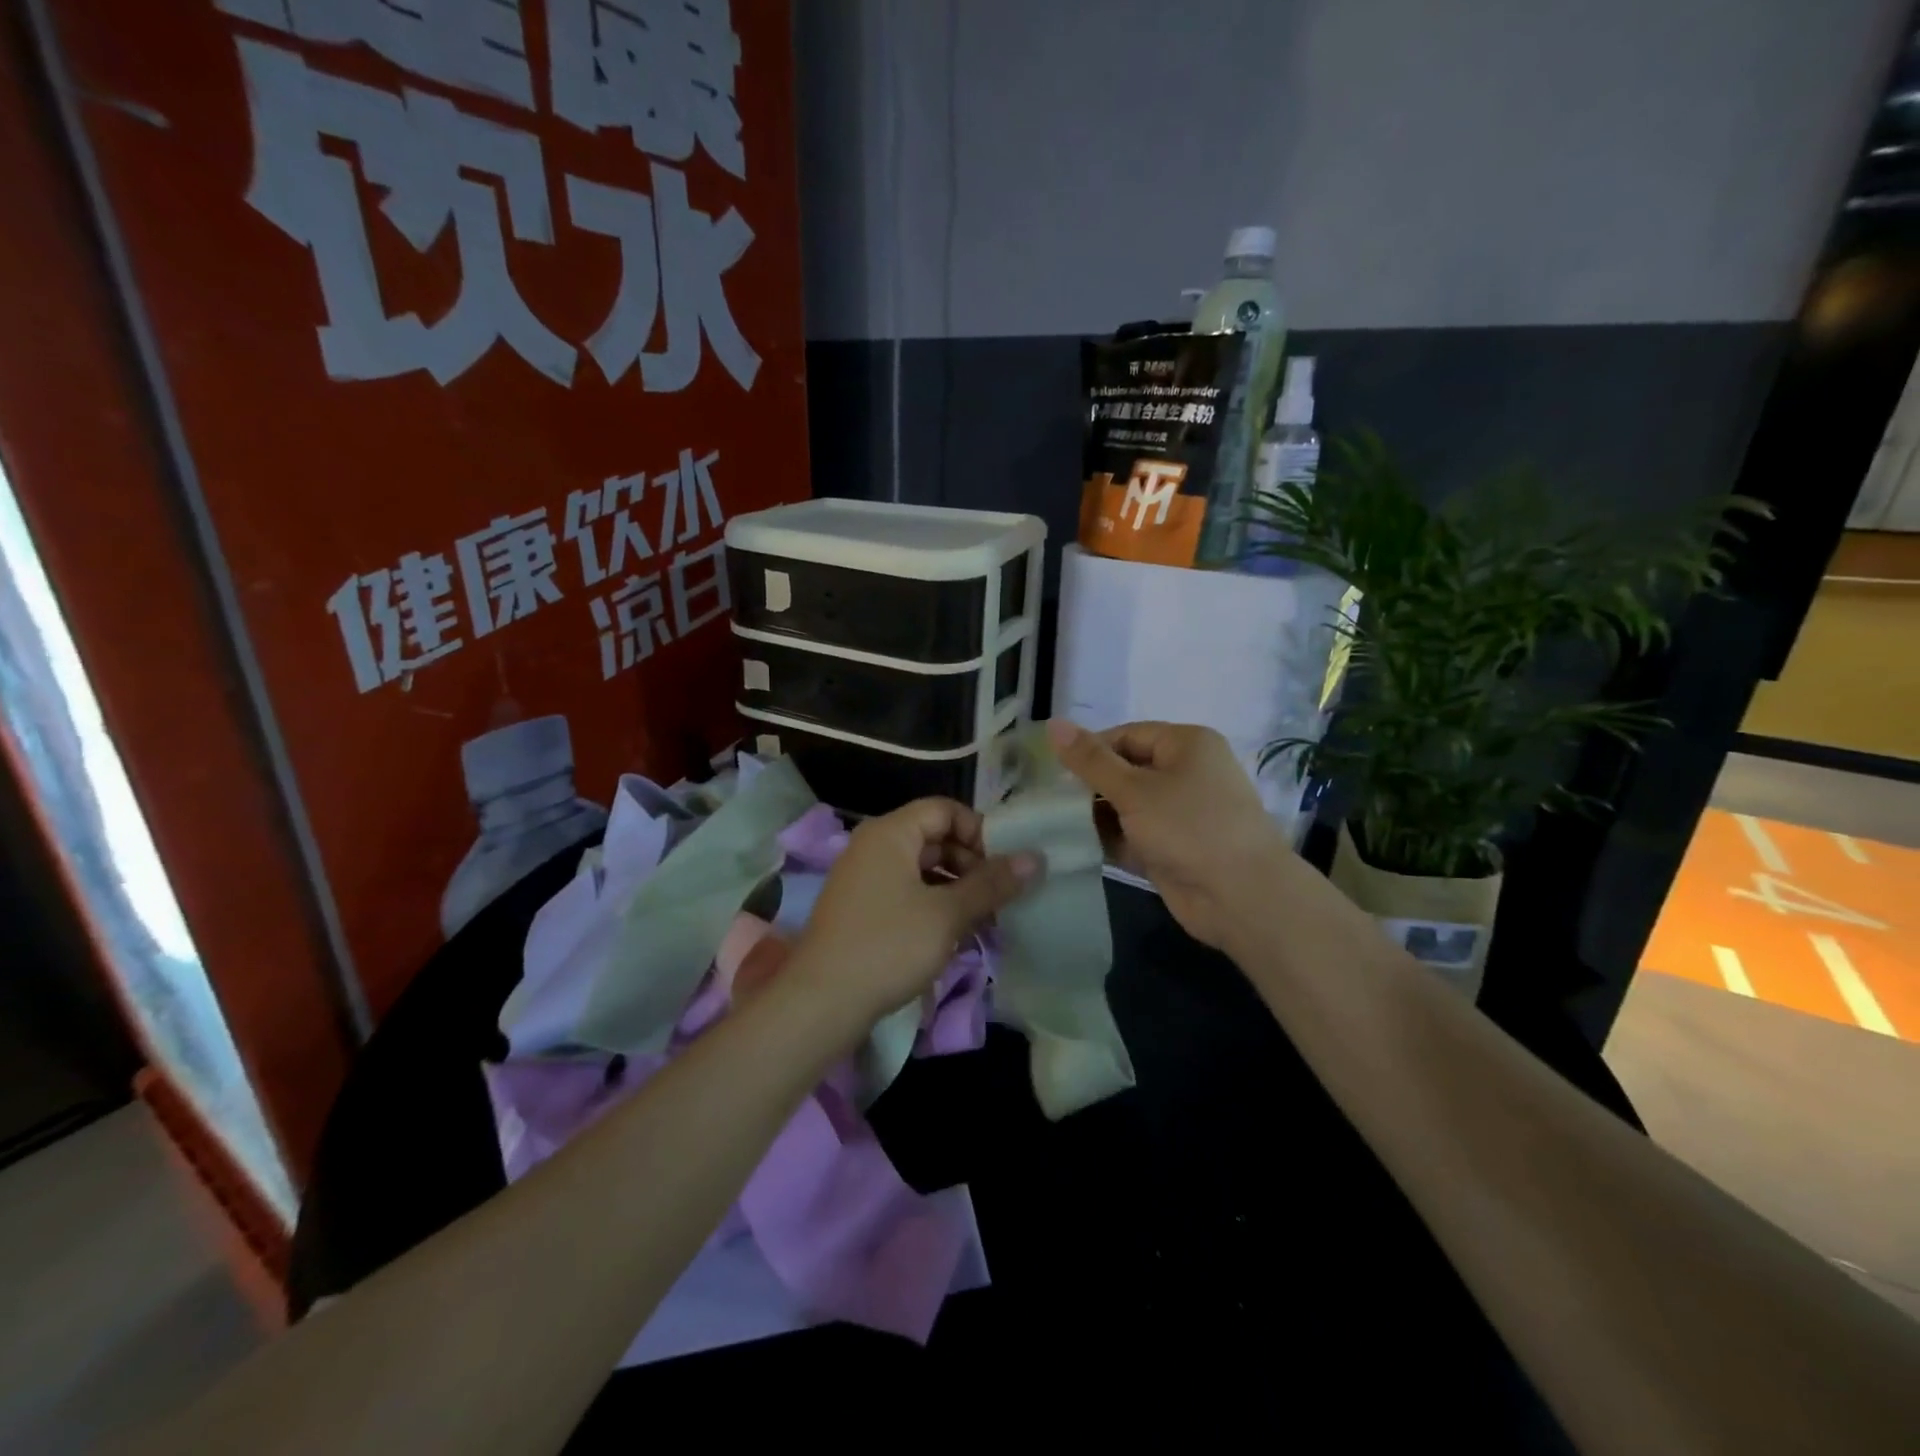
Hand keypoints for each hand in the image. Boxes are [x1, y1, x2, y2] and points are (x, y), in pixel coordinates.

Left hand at [789, 797, 1039, 1025]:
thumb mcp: (947, 914)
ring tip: (986, 919)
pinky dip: (934, 905)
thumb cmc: (887, 946)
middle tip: (1000, 896)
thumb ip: (991, 883)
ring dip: (957, 888)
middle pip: (934, 837)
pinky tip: (956, 934)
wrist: (820, 1003)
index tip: (1005, 866)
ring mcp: (864, 878)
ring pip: (922, 869)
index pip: (945, 809)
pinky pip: (907, 892)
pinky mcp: (862, 909)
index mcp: (890, 833)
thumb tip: (1035, 858)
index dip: (979, 831)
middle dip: (972, 863)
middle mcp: (874, 846)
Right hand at [1048, 718, 1293, 949]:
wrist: (1241, 897)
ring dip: (1095, 816)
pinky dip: (1110, 840)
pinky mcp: (1173, 849)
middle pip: (1125, 770)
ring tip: (1052, 825)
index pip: (1126, 735)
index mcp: (1186, 744)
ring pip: (1127, 806)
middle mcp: (1186, 773)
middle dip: (1089, 786)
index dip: (1090, 750)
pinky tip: (1074, 848)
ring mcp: (1180, 814)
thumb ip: (1090, 760)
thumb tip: (1053, 724)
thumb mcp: (1134, 790)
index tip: (1053, 772)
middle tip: (1047, 801)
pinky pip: (1134, 836)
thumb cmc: (1188, 827)